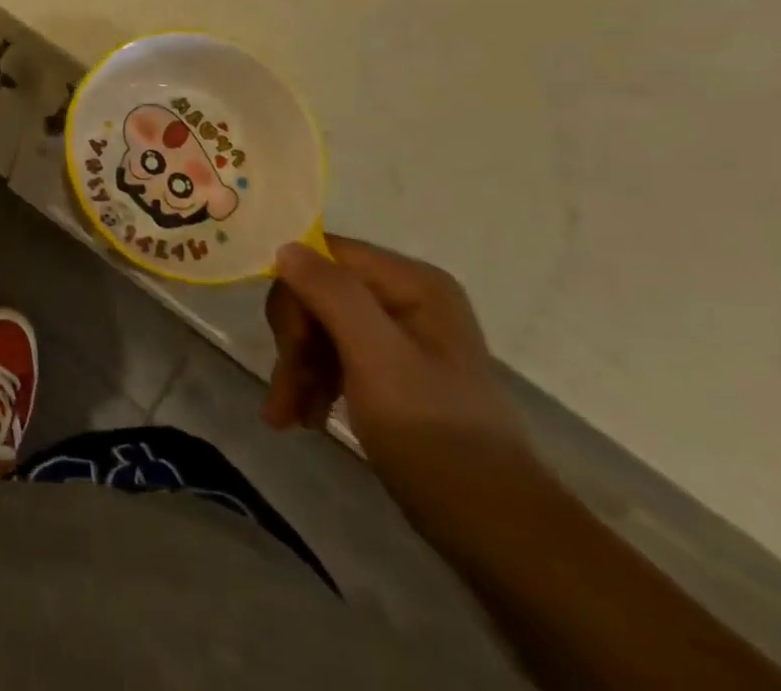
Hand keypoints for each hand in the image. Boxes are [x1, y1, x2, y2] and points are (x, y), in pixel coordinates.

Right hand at [262, 235, 538, 531]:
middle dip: (294, 342)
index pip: (323, 256)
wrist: (495, 533)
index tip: (285, 345)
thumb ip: (333, 295)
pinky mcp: (390, 371)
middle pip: (317, 293)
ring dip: (296, 368)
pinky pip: (334, 357)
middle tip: (285, 391)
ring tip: (287, 416)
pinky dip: (311, 384)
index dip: (294, 293)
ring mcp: (398, 335)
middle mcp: (405, 297)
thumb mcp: (377, 359)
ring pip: (319, 327)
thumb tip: (285, 246)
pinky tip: (301, 418)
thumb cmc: (434, 436)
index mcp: (411, 283)